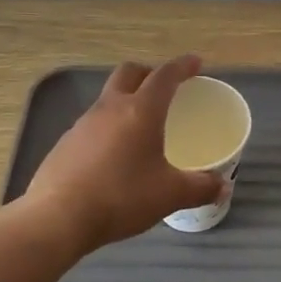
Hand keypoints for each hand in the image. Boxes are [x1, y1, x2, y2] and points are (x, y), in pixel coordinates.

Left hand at [24, 56, 222, 253]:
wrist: (57, 218)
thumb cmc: (122, 197)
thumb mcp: (169, 195)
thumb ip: (200, 188)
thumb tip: (223, 186)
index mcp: (141, 111)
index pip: (165, 76)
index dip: (182, 66)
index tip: (195, 63)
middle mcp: (110, 108)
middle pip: (129, 73)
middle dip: (149, 73)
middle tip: (165, 88)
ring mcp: (83, 124)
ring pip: (108, 98)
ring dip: (126, 100)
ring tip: (141, 125)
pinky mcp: (65, 143)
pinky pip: (93, 123)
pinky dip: (109, 127)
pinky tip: (115, 154)